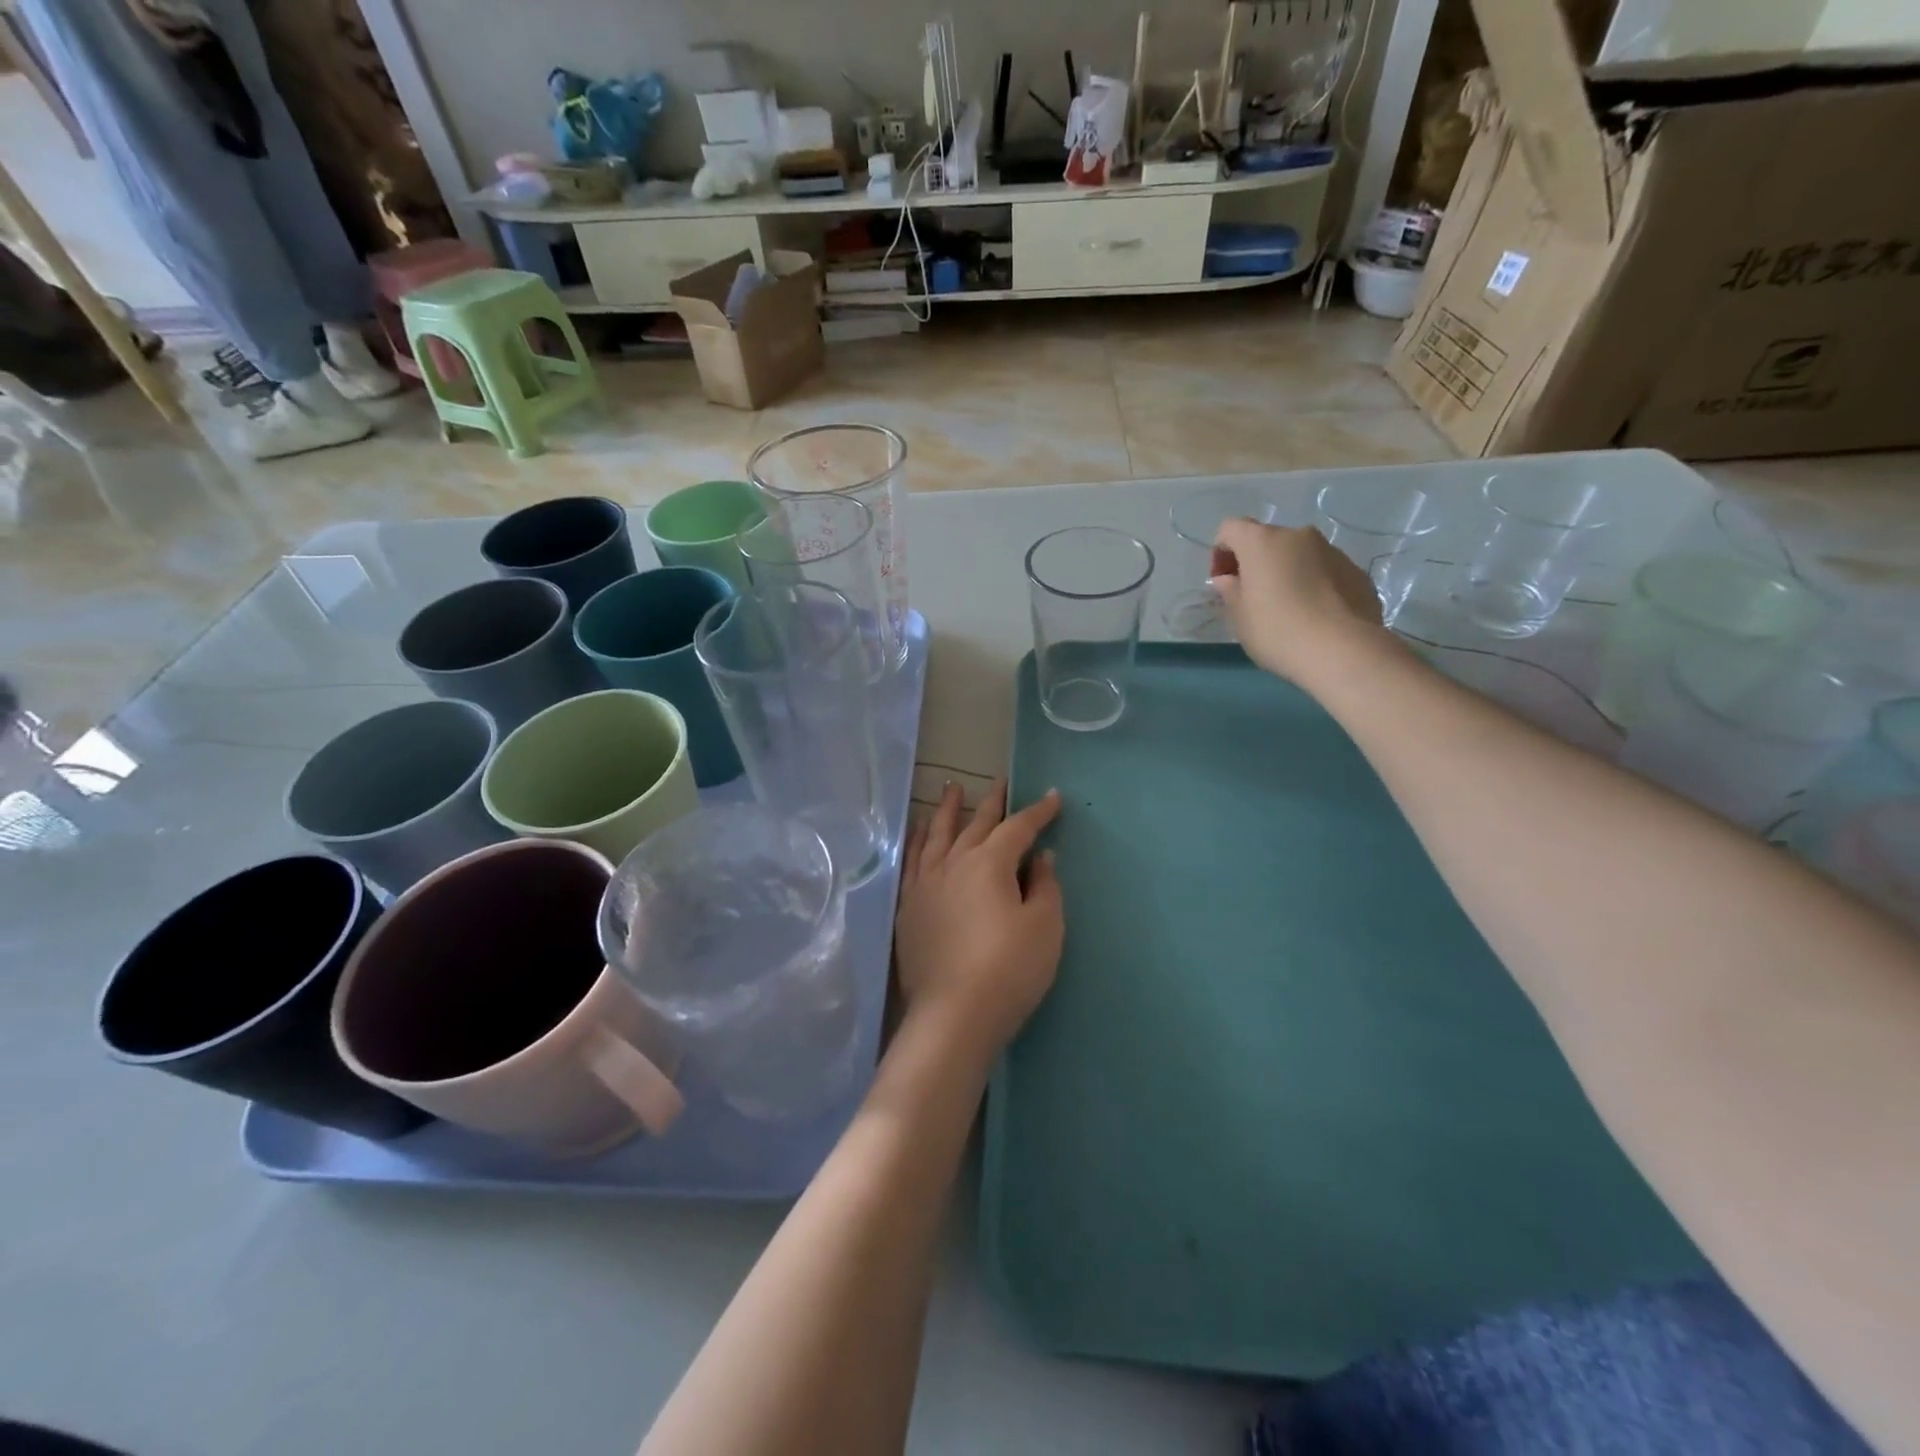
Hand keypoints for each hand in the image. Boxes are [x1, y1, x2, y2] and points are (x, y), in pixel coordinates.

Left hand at [895, 781, 1063, 1059]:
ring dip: (948, 810)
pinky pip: (912, 860)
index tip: (1053, 798)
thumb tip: (1041, 857)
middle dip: (992, 802)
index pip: (1018, 828)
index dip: (1038, 812)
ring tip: (951, 788)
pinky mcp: (909, 906)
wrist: (953, 1014)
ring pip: (938, 834)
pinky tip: (920, 832)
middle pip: (976, 824)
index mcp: (990, 864)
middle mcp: (954, 863)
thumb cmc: (1009, 969)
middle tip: (1000, 781)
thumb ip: (1044, 886)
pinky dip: (919, 839)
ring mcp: (926, 883)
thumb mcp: (1044, 927)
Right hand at [1211, 518, 1391, 685]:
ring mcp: (1332, 551)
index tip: (1224, 582)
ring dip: (1289, 574)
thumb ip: (1230, 591)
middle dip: (1257, 564)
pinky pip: (1325, 572)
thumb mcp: (1239, 616)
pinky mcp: (1357, 571)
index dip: (1221, 552)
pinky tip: (1316, 617)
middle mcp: (1298, 536)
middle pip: (1268, 541)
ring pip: (1300, 556)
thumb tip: (1229, 579)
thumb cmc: (1276, 630)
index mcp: (1262, 542)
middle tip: (1255, 599)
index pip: (1230, 528)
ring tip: (1290, 611)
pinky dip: (1316, 586)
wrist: (1342, 650)